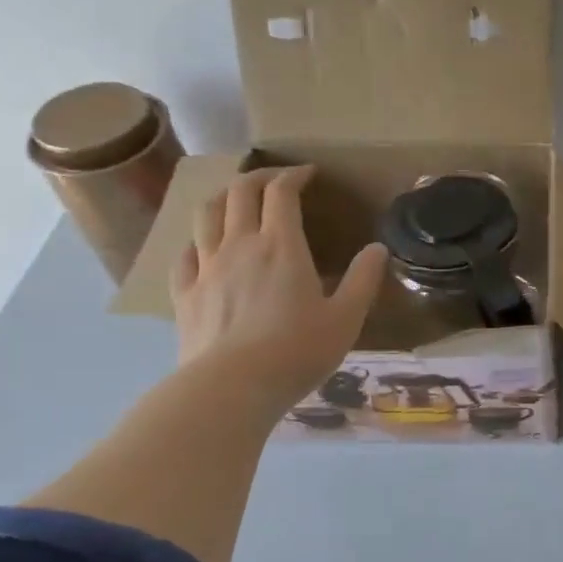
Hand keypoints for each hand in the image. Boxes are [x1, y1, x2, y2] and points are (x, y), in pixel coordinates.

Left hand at [170, 165, 389, 410]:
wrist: (232, 387)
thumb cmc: (297, 352)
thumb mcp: (345, 319)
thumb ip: (363, 280)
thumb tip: (378, 249)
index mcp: (281, 246)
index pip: (281, 193)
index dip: (294, 175)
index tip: (308, 173)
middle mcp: (239, 245)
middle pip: (239, 192)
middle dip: (258, 177)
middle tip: (276, 180)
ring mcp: (206, 268)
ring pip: (205, 214)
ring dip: (222, 198)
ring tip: (236, 201)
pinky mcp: (184, 294)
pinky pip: (185, 254)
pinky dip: (197, 241)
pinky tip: (204, 249)